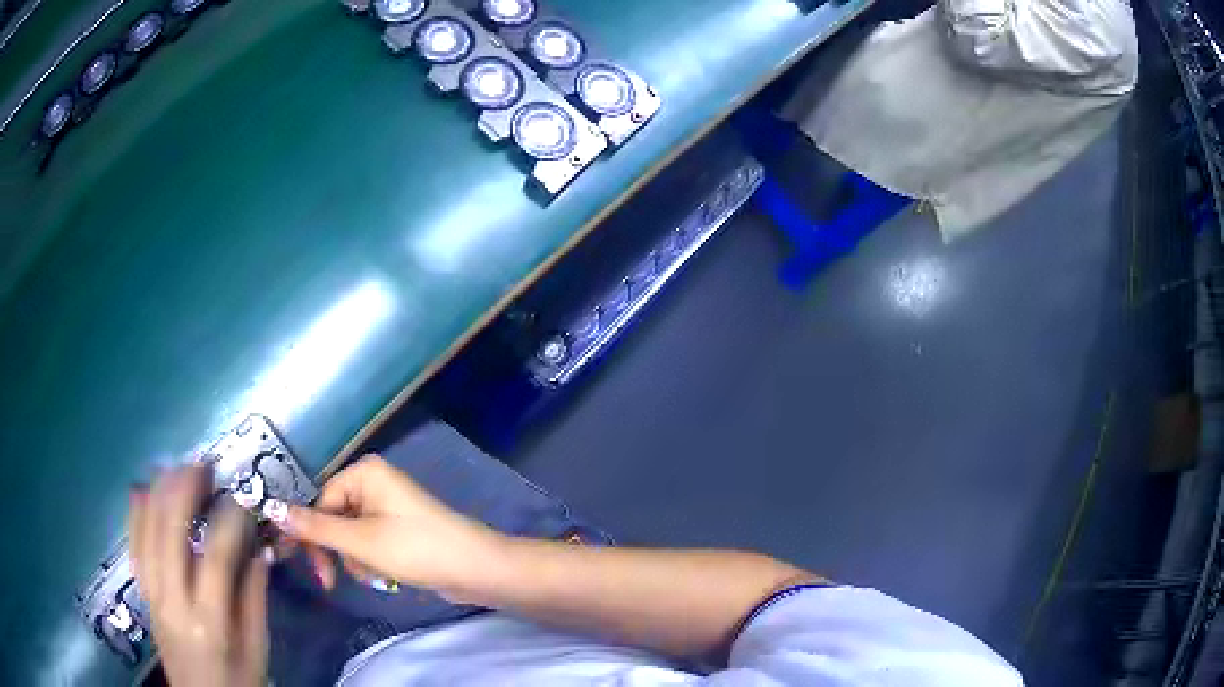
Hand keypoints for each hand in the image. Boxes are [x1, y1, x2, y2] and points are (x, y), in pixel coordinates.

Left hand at [128, 465, 269, 686]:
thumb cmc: (238, 681)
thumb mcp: (257, 649)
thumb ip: (254, 599)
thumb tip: (259, 550)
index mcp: (209, 621)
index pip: (216, 558)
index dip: (229, 521)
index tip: (242, 499)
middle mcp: (173, 602)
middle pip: (170, 533)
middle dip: (184, 490)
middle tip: (203, 465)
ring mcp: (152, 596)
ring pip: (147, 532)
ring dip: (159, 493)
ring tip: (176, 468)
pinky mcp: (143, 595)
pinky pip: (133, 547)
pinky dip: (135, 514)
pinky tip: (142, 490)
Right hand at [265, 454, 501, 598]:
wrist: (474, 570)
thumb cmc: (416, 548)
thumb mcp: (360, 541)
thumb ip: (314, 527)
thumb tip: (270, 508)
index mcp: (364, 473)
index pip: (318, 500)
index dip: (309, 533)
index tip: (302, 562)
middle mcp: (373, 483)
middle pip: (332, 518)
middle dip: (336, 551)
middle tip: (330, 580)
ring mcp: (386, 507)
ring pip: (348, 537)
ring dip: (356, 561)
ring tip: (378, 574)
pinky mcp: (396, 530)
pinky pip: (368, 545)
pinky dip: (371, 563)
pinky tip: (388, 576)